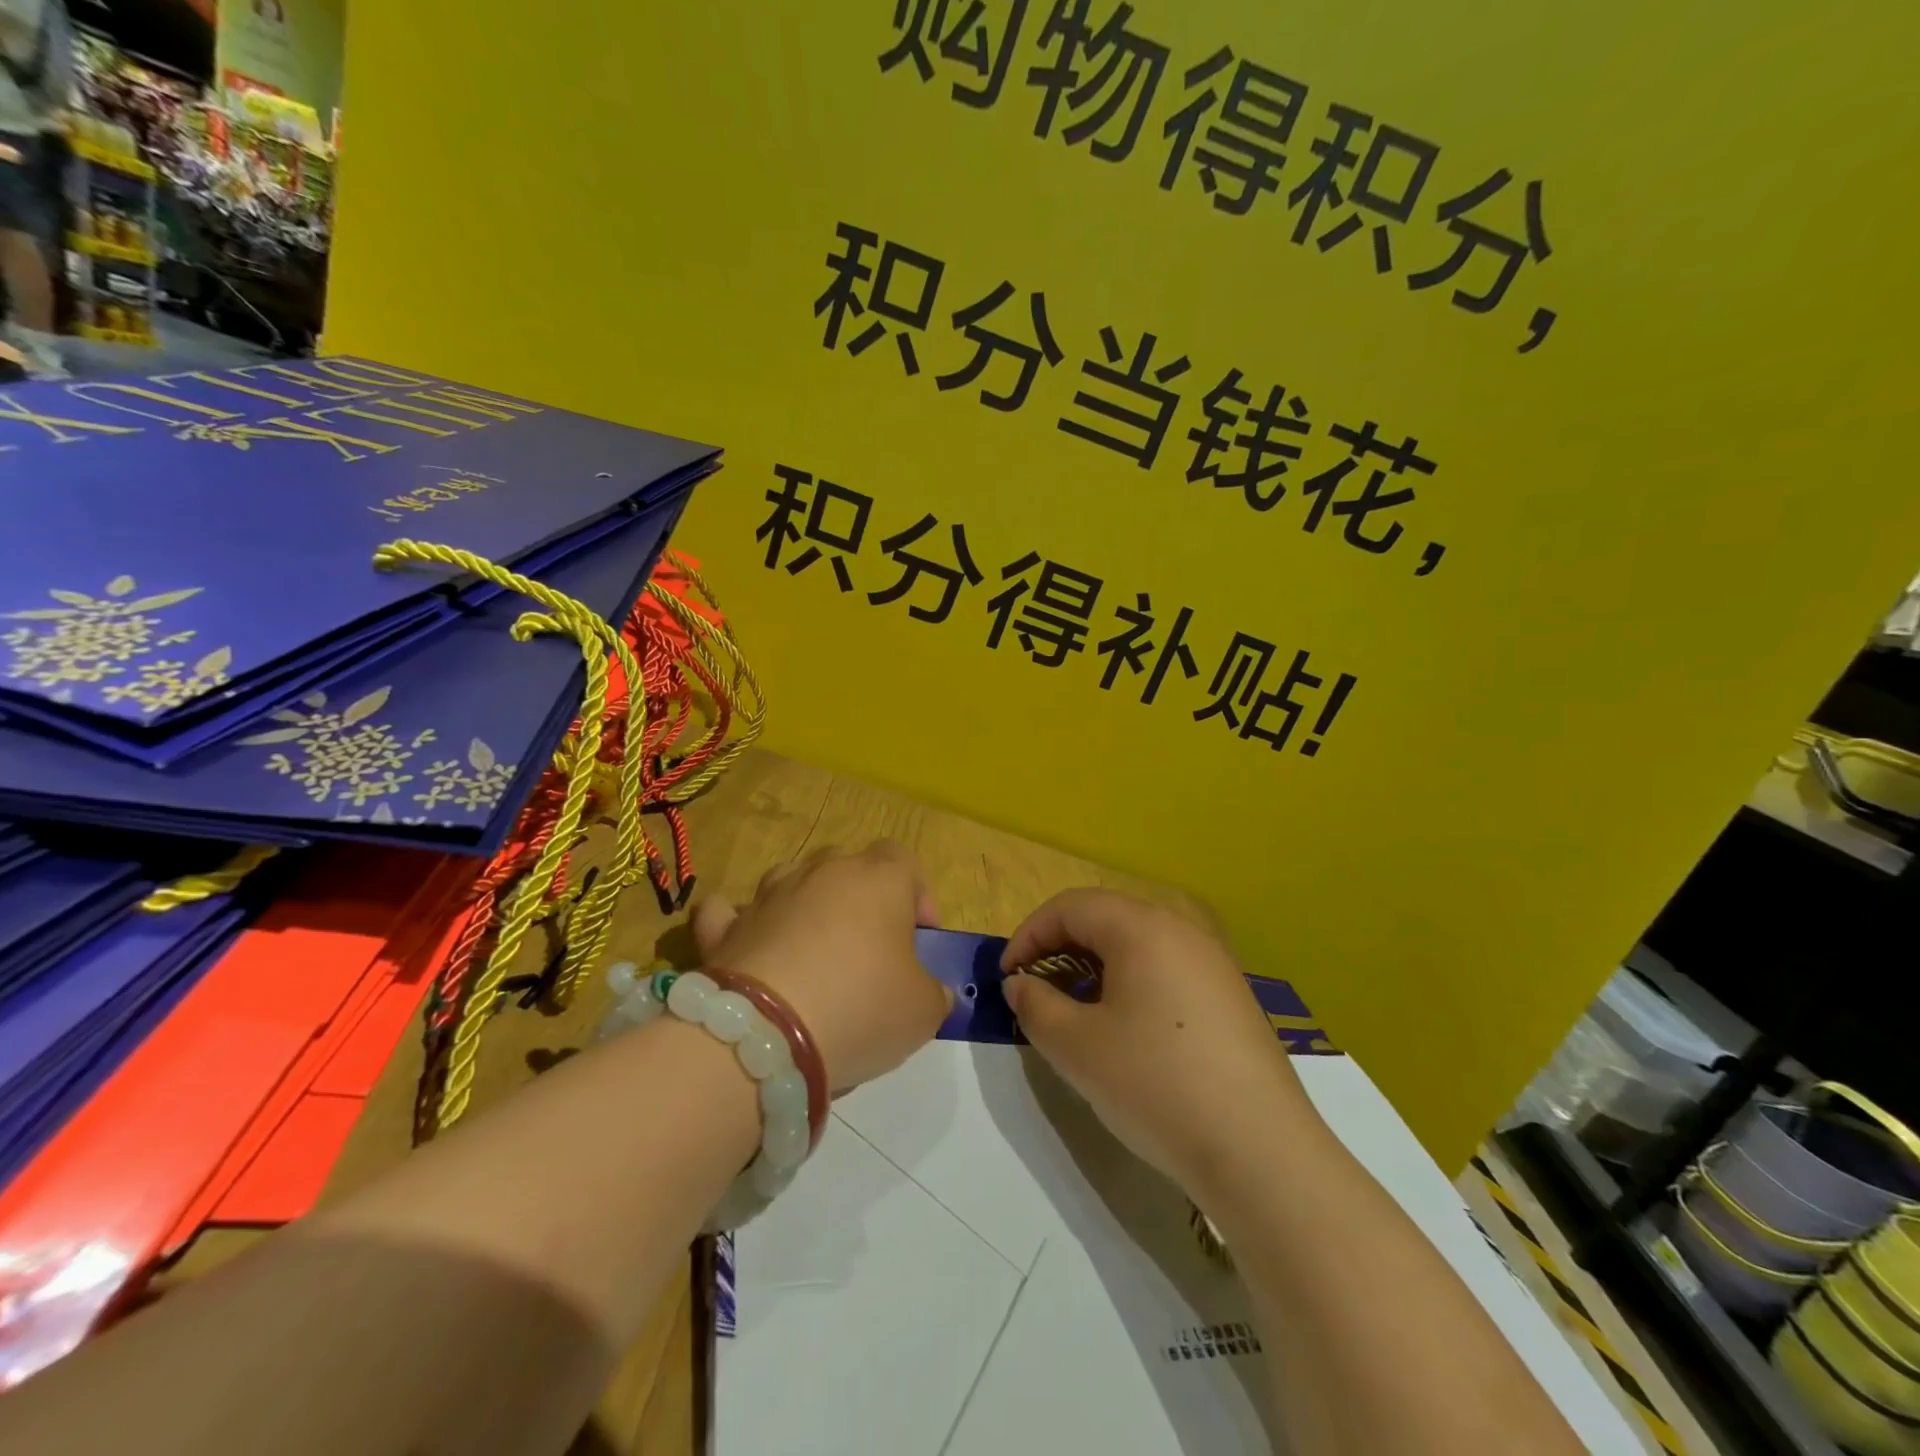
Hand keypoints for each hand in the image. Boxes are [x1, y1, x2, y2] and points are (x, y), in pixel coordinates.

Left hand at [690, 842, 949, 1090]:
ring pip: (792, 879)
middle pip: (847, 865)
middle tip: (868, 949)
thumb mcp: (923, 1011)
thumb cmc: (861, 1006)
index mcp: (879, 879)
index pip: (904, 860)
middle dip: (859, 898)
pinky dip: (739, 924)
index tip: (920, 939)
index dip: (917, 895)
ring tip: (811, 953)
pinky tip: (748, 947)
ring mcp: (769, 895)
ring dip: (804, 905)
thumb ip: (933, 992)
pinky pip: (730, 912)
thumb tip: (933, 990)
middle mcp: (822, 872)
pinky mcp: (725, 927)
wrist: (766, 1033)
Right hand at [1000, 889, 1318, 1205]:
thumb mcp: (1076, 1047)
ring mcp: (1214, 963)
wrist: (1261, 1152)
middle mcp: (1181, 931)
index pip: (1070, 907)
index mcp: (1142, 927)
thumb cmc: (1155, 1084)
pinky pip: (1168, 970)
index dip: (1029, 935)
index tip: (1007, 976)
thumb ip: (1035, 1005)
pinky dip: (1133, 984)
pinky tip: (1129, 1031)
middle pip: (1106, 919)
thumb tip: (1020, 984)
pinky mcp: (1232, 998)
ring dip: (1096, 966)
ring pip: (1138, 945)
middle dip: (1061, 947)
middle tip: (1037, 990)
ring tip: (1077, 1011)